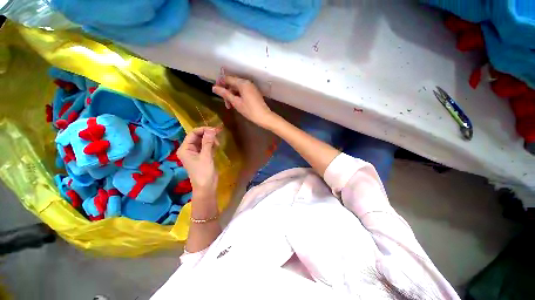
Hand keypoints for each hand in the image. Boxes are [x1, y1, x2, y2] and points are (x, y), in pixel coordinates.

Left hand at [177, 127, 219, 200]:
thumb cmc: (203, 172)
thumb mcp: (206, 156)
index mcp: (185, 149)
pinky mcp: (202, 156)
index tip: (214, 130)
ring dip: (211, 140)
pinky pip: (206, 146)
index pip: (192, 134)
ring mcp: (196, 153)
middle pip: (198, 136)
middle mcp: (189, 149)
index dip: (203, 130)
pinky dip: (212, 145)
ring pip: (203, 141)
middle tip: (218, 134)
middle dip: (208, 134)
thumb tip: (211, 130)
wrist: (206, 187)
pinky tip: (217, 146)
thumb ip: (208, 142)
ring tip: (218, 144)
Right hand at [212, 75, 276, 127]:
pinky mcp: (254, 92)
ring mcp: (251, 87)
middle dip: (227, 92)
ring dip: (232, 96)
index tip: (215, 91)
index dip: (220, 83)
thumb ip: (225, 94)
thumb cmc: (249, 110)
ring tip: (230, 106)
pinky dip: (238, 96)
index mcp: (242, 83)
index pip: (227, 78)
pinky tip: (237, 104)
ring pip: (237, 88)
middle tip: (226, 104)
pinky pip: (243, 91)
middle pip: (232, 83)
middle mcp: (247, 82)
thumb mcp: (236, 102)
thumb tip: (214, 88)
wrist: (264, 117)